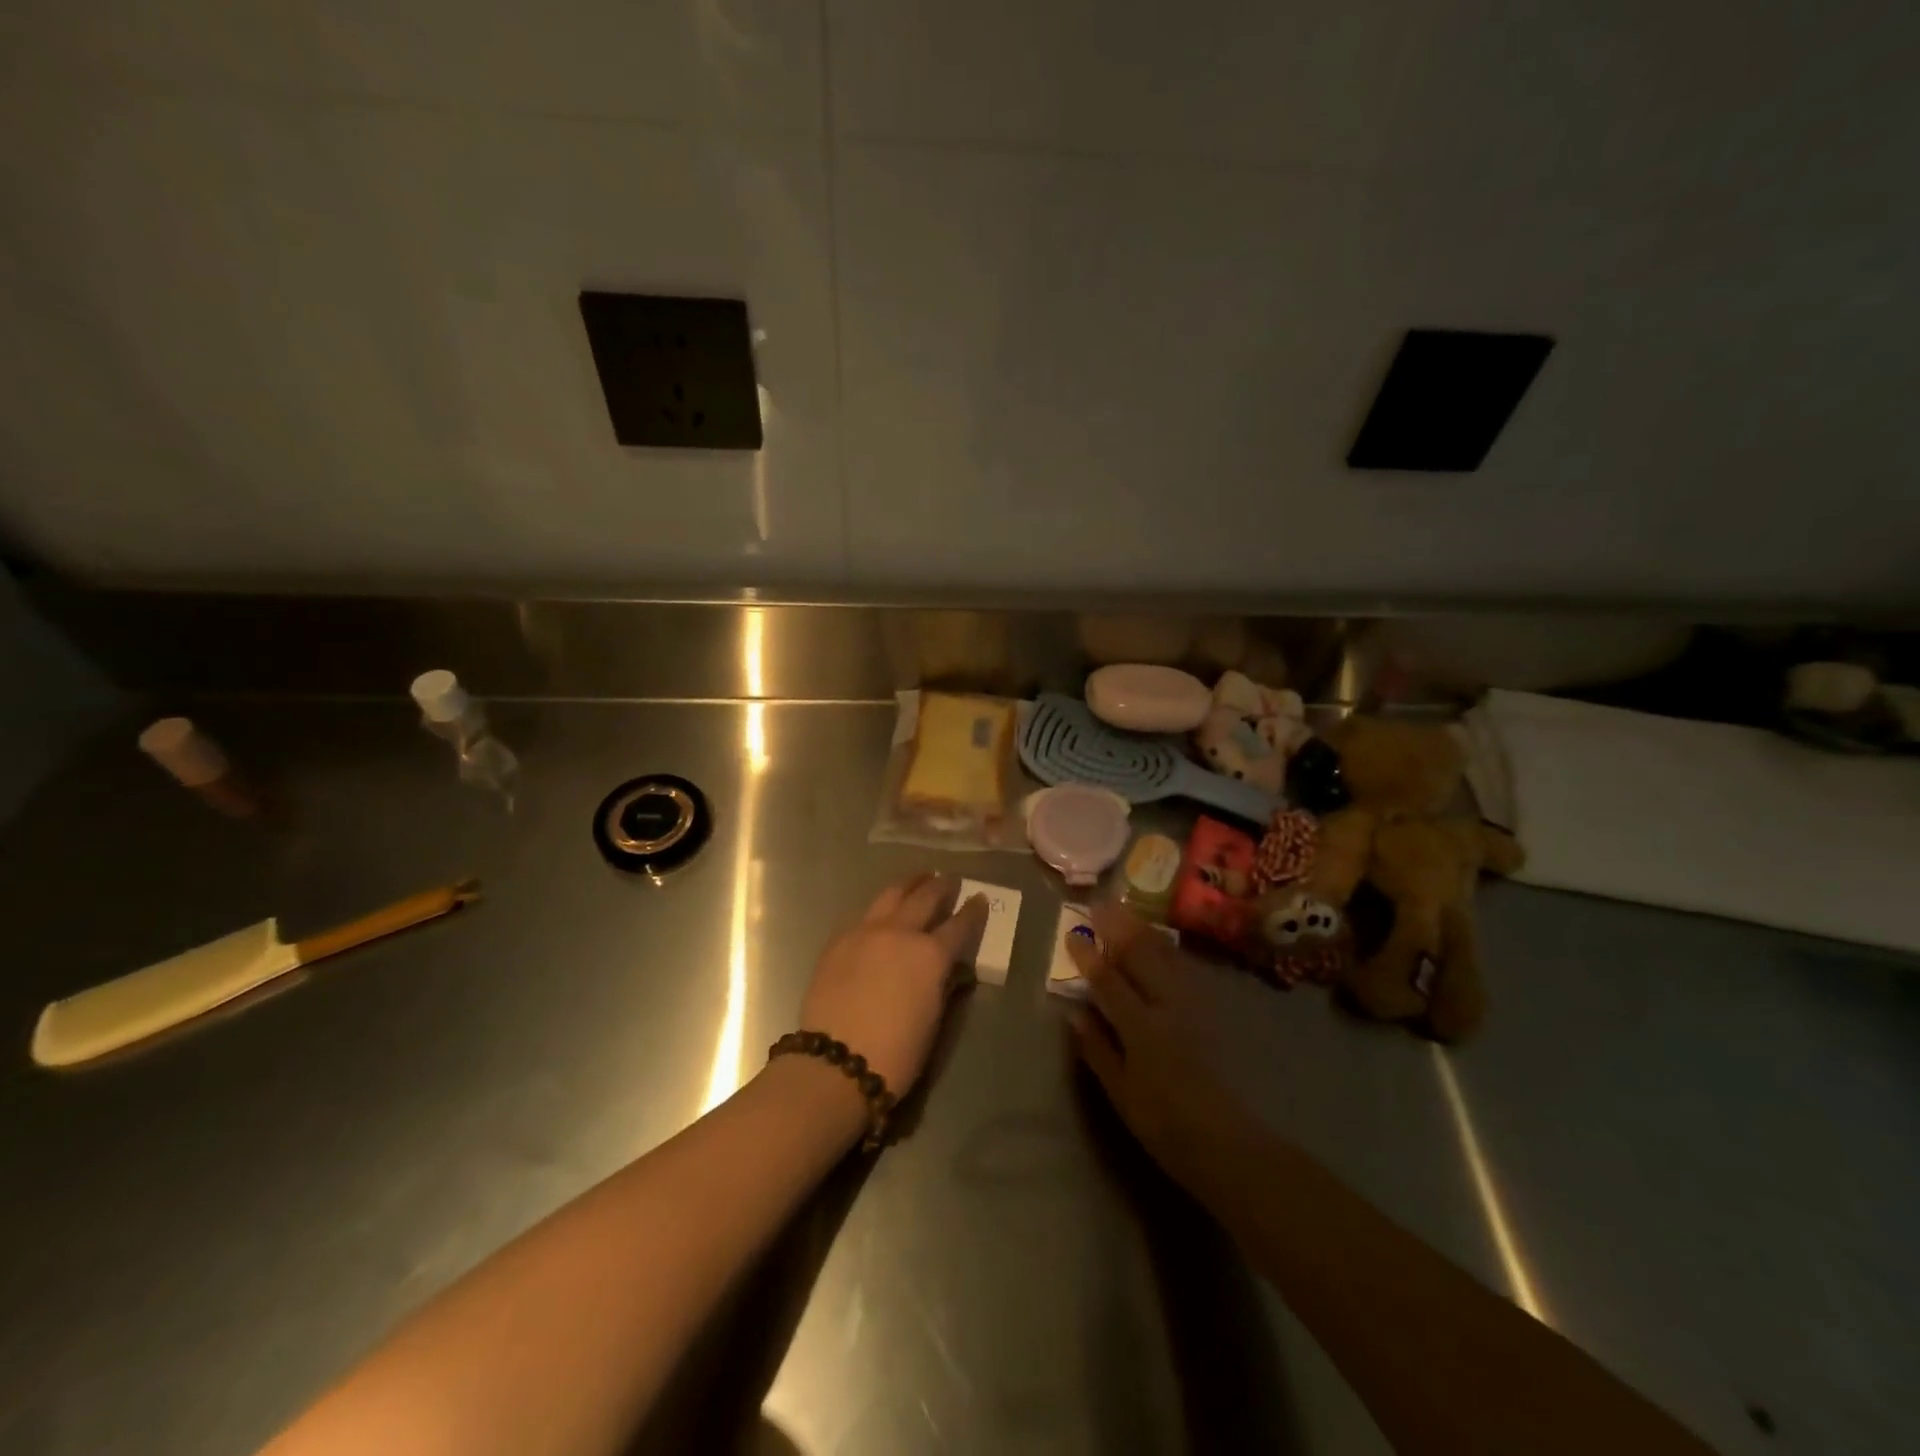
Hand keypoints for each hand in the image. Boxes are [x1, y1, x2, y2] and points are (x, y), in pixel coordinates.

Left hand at [797, 873, 987, 1097]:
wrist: (835, 1063)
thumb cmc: (896, 1053)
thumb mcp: (933, 1020)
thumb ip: (942, 985)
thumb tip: (949, 970)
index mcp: (930, 955)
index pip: (959, 925)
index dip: (973, 911)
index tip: (979, 898)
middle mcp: (900, 933)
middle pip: (925, 897)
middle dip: (941, 886)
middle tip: (949, 879)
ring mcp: (865, 932)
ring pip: (891, 894)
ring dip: (908, 884)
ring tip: (918, 878)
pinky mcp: (838, 940)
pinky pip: (863, 914)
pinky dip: (879, 908)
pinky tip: (881, 911)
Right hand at [1067, 902, 1253, 1191]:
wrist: (1228, 1142)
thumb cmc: (1165, 1124)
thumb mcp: (1121, 1093)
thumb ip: (1096, 1048)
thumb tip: (1073, 1012)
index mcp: (1142, 1028)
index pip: (1109, 981)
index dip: (1088, 956)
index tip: (1072, 934)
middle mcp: (1168, 1006)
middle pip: (1141, 955)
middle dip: (1118, 927)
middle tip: (1098, 905)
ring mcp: (1194, 1004)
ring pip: (1166, 954)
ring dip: (1142, 929)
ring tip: (1124, 910)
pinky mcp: (1210, 1009)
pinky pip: (1184, 966)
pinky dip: (1166, 946)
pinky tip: (1158, 940)